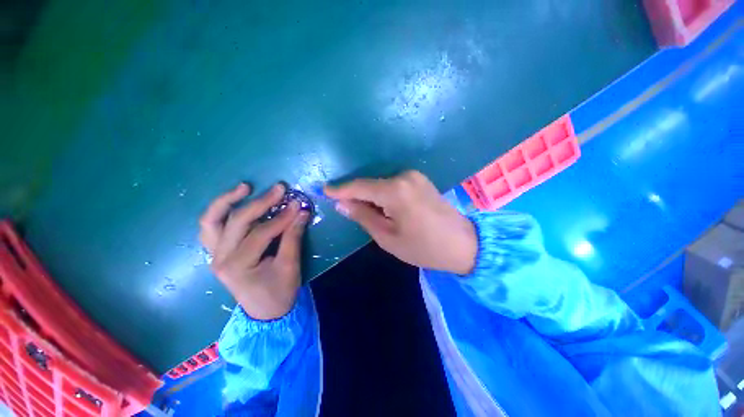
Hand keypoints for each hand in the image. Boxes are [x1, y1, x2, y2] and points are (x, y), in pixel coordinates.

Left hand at [200, 183, 309, 320]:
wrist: (265, 312)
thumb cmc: (279, 292)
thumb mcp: (290, 266)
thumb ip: (293, 237)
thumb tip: (301, 211)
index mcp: (238, 266)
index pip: (261, 233)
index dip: (282, 217)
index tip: (298, 204)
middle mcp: (220, 258)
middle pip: (237, 221)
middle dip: (260, 202)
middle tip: (279, 188)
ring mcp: (215, 254)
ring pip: (212, 221)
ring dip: (227, 201)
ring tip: (245, 187)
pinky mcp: (218, 252)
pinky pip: (212, 228)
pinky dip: (220, 212)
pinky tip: (234, 202)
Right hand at [325, 171, 476, 274]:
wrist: (463, 244)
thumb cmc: (423, 247)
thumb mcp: (387, 236)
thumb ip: (363, 216)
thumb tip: (342, 203)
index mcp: (395, 190)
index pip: (359, 186)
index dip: (340, 189)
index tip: (324, 190)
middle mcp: (404, 176)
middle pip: (371, 184)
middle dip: (356, 195)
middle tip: (345, 208)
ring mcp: (414, 176)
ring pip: (381, 184)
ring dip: (371, 196)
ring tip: (365, 213)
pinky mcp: (420, 180)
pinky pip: (393, 184)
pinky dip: (383, 194)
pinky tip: (383, 208)